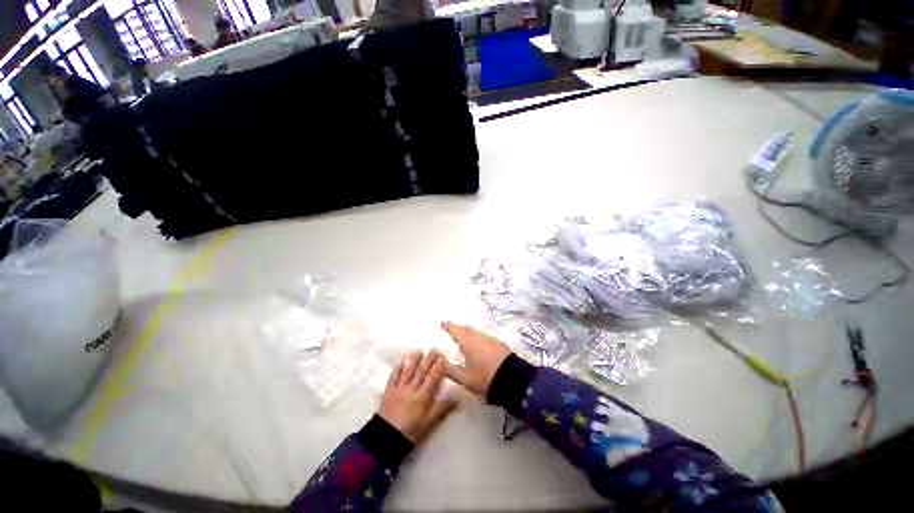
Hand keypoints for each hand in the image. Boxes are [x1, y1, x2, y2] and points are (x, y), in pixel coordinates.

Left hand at [379, 349, 456, 442]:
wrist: (386, 438)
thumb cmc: (411, 431)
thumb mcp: (429, 423)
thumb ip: (442, 408)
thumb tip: (458, 397)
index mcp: (422, 396)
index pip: (432, 376)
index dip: (438, 365)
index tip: (443, 355)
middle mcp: (411, 388)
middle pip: (421, 370)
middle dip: (428, 358)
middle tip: (434, 348)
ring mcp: (399, 388)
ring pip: (408, 370)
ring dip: (414, 359)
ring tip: (419, 350)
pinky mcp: (389, 390)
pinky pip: (394, 375)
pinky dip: (399, 366)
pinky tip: (402, 359)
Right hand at [440, 321, 511, 396]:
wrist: (514, 381)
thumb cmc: (486, 379)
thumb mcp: (465, 379)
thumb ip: (451, 370)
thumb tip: (439, 362)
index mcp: (469, 344)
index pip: (456, 330)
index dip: (449, 326)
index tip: (443, 322)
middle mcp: (480, 338)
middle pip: (468, 328)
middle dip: (460, 329)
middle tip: (455, 332)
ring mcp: (492, 340)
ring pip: (478, 333)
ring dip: (471, 334)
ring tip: (468, 341)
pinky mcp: (501, 344)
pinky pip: (487, 338)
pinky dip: (480, 340)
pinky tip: (482, 348)